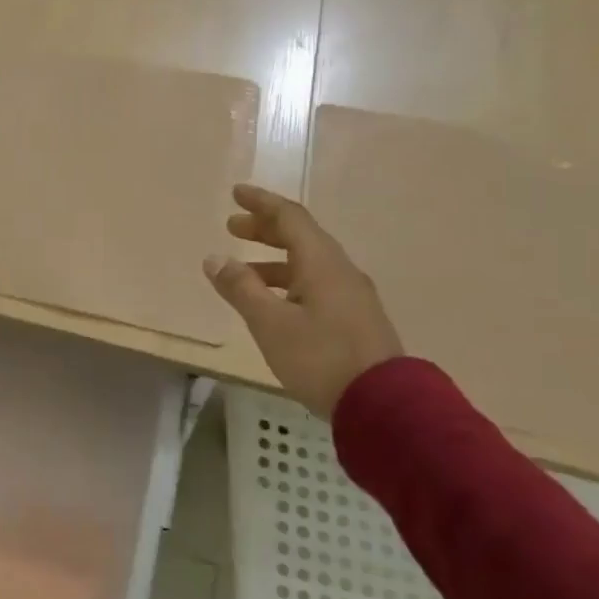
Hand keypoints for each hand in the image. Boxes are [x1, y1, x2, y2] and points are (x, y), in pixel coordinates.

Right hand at [203, 184, 402, 418]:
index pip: (290, 218)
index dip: (262, 203)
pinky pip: (315, 285)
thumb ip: (241, 288)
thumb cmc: (320, 357)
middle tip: (234, 227)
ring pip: (308, 264)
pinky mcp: (354, 320)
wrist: (383, 405)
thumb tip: (214, 258)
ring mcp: (351, 297)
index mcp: (322, 264)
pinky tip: (273, 302)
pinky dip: (288, 281)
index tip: (237, 193)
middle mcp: (340, 272)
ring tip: (243, 271)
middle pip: (301, 238)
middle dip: (265, 229)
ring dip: (274, 260)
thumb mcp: (270, 323)